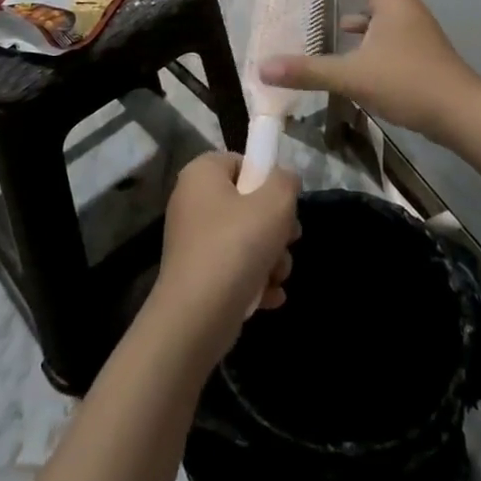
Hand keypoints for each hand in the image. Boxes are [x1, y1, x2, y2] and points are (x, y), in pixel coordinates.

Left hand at [152, 152, 299, 364]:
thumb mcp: (275, 203)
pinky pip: (234, 269)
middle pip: (248, 204)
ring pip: (246, 240)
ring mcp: (193, 241)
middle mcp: (192, 202)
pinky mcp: (197, 275)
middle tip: (288, 241)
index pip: (241, 162)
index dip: (267, 180)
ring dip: (271, 258)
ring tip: (277, 276)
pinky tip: (270, 297)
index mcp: (201, 174)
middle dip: (276, 228)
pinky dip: (255, 281)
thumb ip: (286, 181)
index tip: (284, 204)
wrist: (197, 317)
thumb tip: (284, 179)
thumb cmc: (236, 246)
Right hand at [261, 0, 480, 145]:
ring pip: (390, 10)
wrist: (461, 113)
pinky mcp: (424, 52)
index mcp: (393, 1)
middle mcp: (408, 9)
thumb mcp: (352, 76)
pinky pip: (395, 30)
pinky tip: (362, 53)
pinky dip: (376, 32)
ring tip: (343, 16)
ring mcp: (419, 31)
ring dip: (368, 9)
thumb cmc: (407, 82)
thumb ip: (308, 71)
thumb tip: (263, 68)